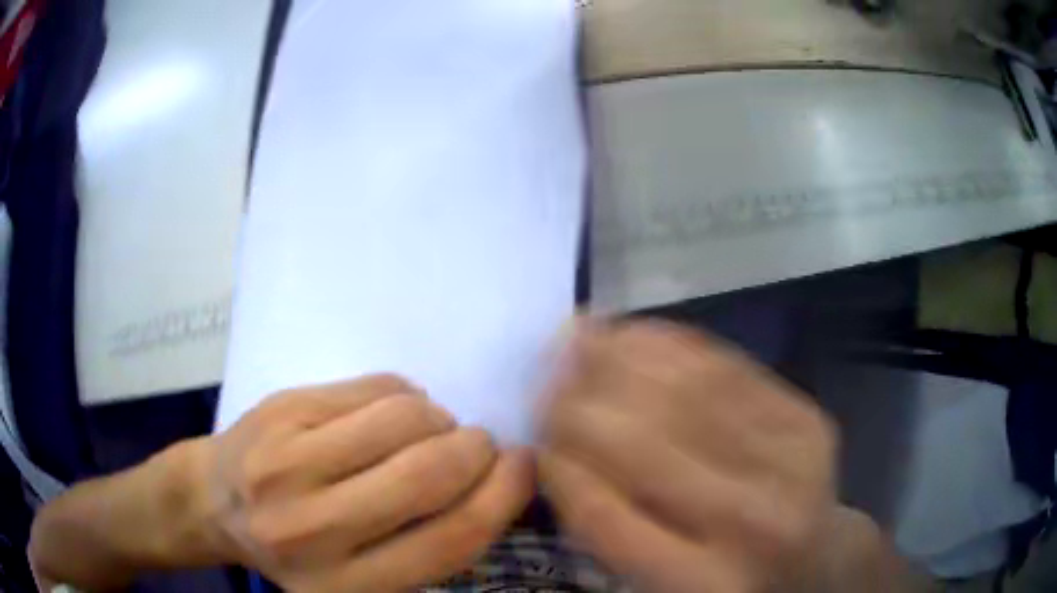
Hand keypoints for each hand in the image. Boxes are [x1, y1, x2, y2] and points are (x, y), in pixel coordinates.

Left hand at [205, 375, 533, 591]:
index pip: (450, 540)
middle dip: (475, 448)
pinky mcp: (281, 409)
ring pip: (405, 417)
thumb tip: (492, 486)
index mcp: (347, 587)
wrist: (215, 501)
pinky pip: (374, 387)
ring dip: (439, 419)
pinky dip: (405, 396)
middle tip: (478, 445)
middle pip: (430, 473)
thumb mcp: (361, 577)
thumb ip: (424, 547)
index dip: (503, 496)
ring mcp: (288, 462)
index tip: (524, 466)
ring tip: (428, 430)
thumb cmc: (297, 550)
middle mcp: (313, 530)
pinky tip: (390, 414)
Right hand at [539, 321, 838, 591]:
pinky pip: (727, 368)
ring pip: (685, 392)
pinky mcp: (807, 419)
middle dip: (580, 403)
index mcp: (704, 583)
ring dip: (619, 359)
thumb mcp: (660, 583)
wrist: (813, 560)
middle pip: (646, 446)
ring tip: (578, 337)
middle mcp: (754, 524)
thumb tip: (556, 449)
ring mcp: (792, 462)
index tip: (533, 433)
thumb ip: (609, 529)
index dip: (560, 466)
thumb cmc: (726, 581)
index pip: (607, 516)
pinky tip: (633, 333)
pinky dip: (671, 344)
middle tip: (546, 375)